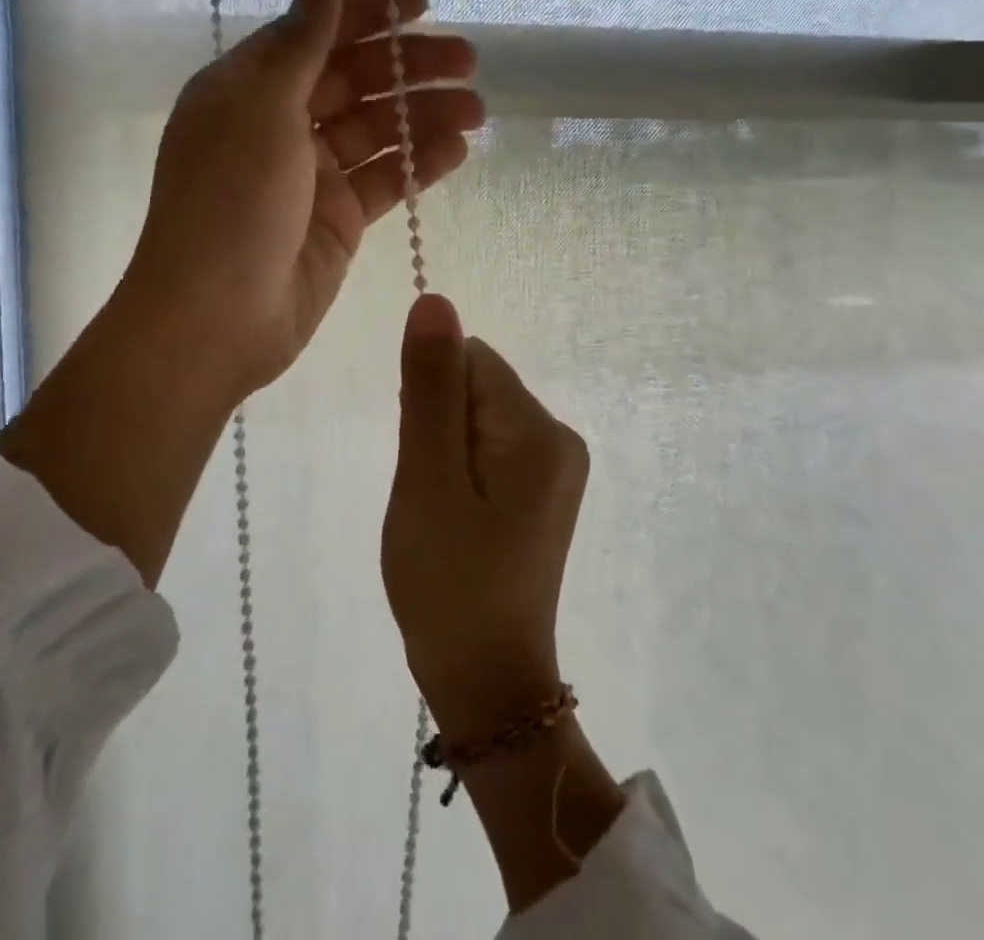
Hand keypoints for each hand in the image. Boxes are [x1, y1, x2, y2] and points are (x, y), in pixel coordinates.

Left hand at [0, 0, 479, 587]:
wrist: (217, 317)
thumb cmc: (230, 199)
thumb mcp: (262, 106)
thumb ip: (302, 40)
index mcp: (250, 87)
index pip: (317, 34)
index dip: (369, 14)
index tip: (424, 2)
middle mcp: (281, 124)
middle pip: (356, 80)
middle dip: (411, 65)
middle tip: (468, 60)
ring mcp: (313, 175)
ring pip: (379, 130)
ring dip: (426, 114)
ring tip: (477, 110)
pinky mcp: (339, 218)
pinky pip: (385, 179)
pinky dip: (420, 163)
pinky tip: (457, 149)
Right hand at [383, 295, 588, 740]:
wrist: (486, 683)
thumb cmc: (448, 583)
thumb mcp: (427, 479)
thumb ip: (430, 386)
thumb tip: (436, 301)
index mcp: (538, 430)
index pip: (470, 361)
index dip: (429, 400)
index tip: (423, 460)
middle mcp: (560, 436)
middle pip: (477, 386)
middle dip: (439, 427)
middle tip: (431, 495)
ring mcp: (557, 465)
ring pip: (478, 417)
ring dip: (446, 451)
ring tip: (444, 512)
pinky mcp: (545, 488)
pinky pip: (490, 447)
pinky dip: (462, 470)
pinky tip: (458, 518)